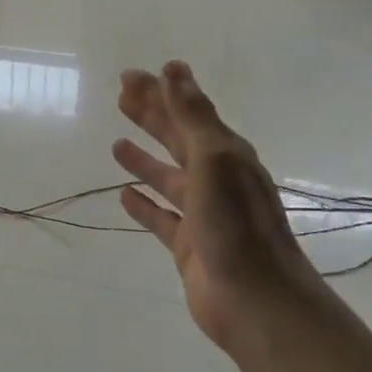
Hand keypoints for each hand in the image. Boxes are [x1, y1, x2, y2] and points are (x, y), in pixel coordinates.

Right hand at [114, 63, 327, 358]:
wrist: (255, 300)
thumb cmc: (236, 226)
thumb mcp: (215, 162)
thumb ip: (193, 118)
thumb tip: (173, 71)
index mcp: (227, 155)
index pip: (189, 113)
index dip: (163, 92)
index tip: (134, 74)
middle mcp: (216, 180)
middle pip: (177, 140)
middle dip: (151, 117)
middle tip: (120, 97)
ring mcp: (202, 214)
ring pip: (167, 178)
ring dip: (145, 160)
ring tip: (116, 144)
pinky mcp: (188, 245)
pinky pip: (161, 217)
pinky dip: (144, 204)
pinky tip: (124, 195)